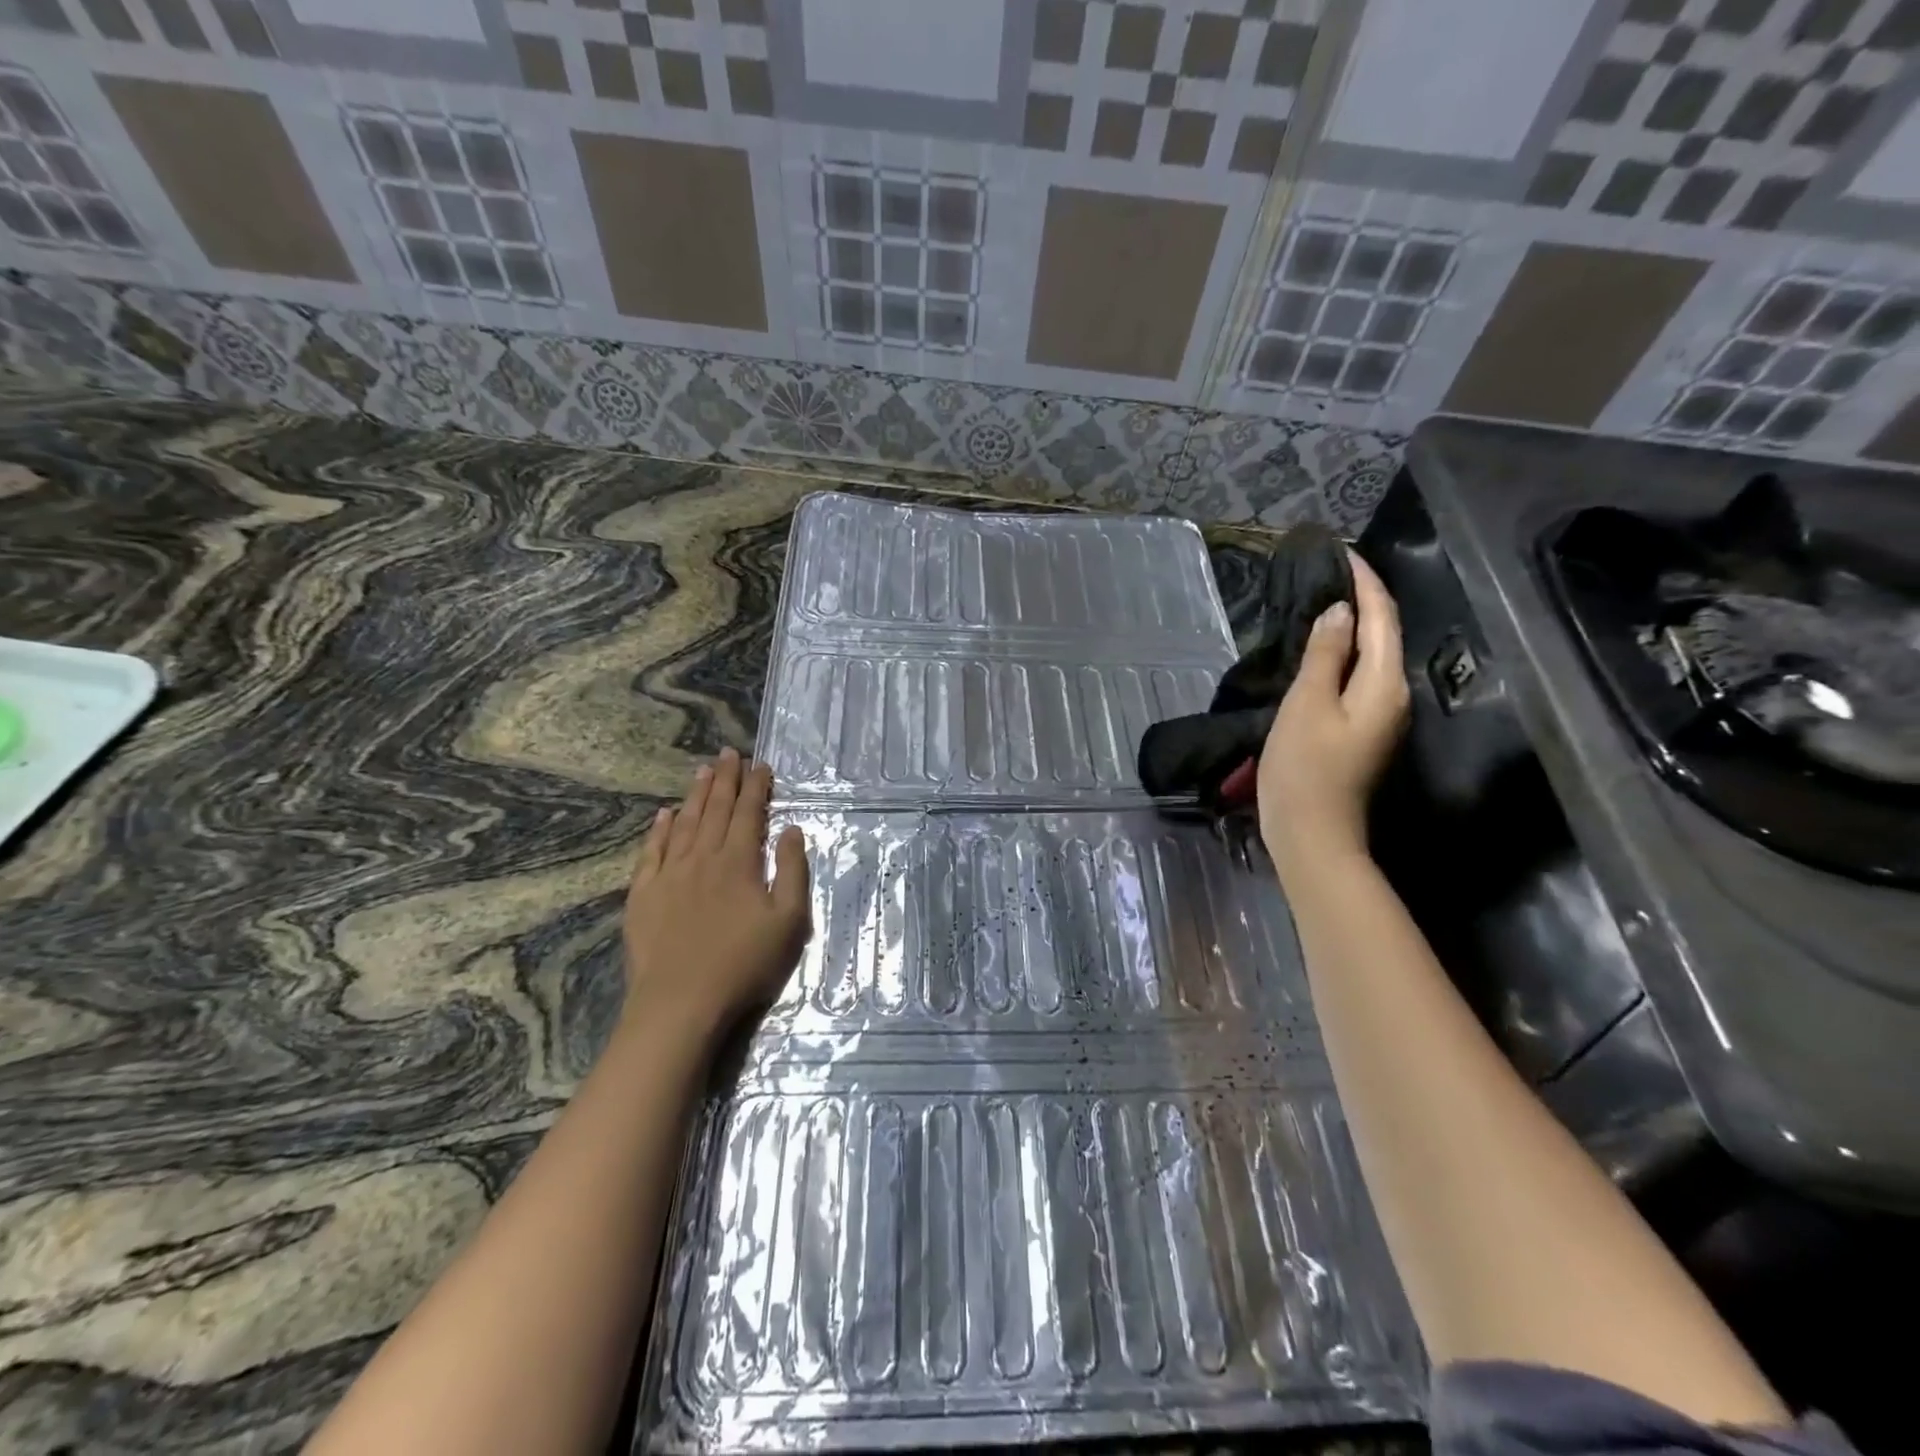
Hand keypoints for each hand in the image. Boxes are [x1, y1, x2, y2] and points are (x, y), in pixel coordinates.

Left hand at [622, 748, 810, 1037]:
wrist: (681, 1003)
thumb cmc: (744, 964)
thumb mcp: (789, 921)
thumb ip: (792, 871)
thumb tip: (791, 830)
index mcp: (739, 862)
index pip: (749, 813)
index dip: (756, 787)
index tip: (760, 765)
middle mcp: (703, 858)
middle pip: (715, 809)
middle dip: (725, 779)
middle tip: (729, 753)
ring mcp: (669, 875)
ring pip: (684, 823)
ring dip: (695, 795)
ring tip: (703, 770)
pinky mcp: (643, 894)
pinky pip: (651, 851)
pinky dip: (659, 829)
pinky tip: (664, 814)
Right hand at [1258, 551, 1409, 871]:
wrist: (1312, 833)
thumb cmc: (1305, 768)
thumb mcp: (1307, 704)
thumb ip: (1325, 654)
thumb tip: (1340, 611)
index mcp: (1385, 683)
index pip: (1381, 617)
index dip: (1365, 581)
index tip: (1342, 551)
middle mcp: (1394, 695)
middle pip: (1383, 634)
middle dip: (1362, 598)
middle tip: (1331, 569)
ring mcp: (1381, 716)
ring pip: (1372, 656)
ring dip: (1353, 625)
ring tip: (1325, 598)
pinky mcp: (1362, 732)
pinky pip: (1359, 677)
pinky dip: (1344, 653)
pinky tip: (1322, 647)